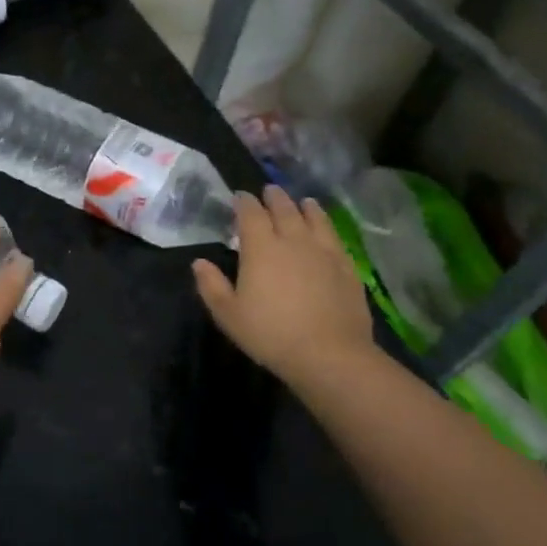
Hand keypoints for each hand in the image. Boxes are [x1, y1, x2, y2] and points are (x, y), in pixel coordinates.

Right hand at [192, 187, 375, 384]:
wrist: (330, 354)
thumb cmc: (270, 334)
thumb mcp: (228, 314)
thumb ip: (211, 285)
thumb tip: (199, 262)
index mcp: (261, 248)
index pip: (251, 214)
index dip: (243, 202)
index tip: (239, 196)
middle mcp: (293, 241)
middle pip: (284, 209)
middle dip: (274, 198)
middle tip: (269, 191)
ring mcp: (324, 252)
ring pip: (314, 218)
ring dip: (304, 207)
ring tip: (302, 201)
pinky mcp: (347, 267)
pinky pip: (335, 237)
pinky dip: (327, 225)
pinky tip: (326, 229)